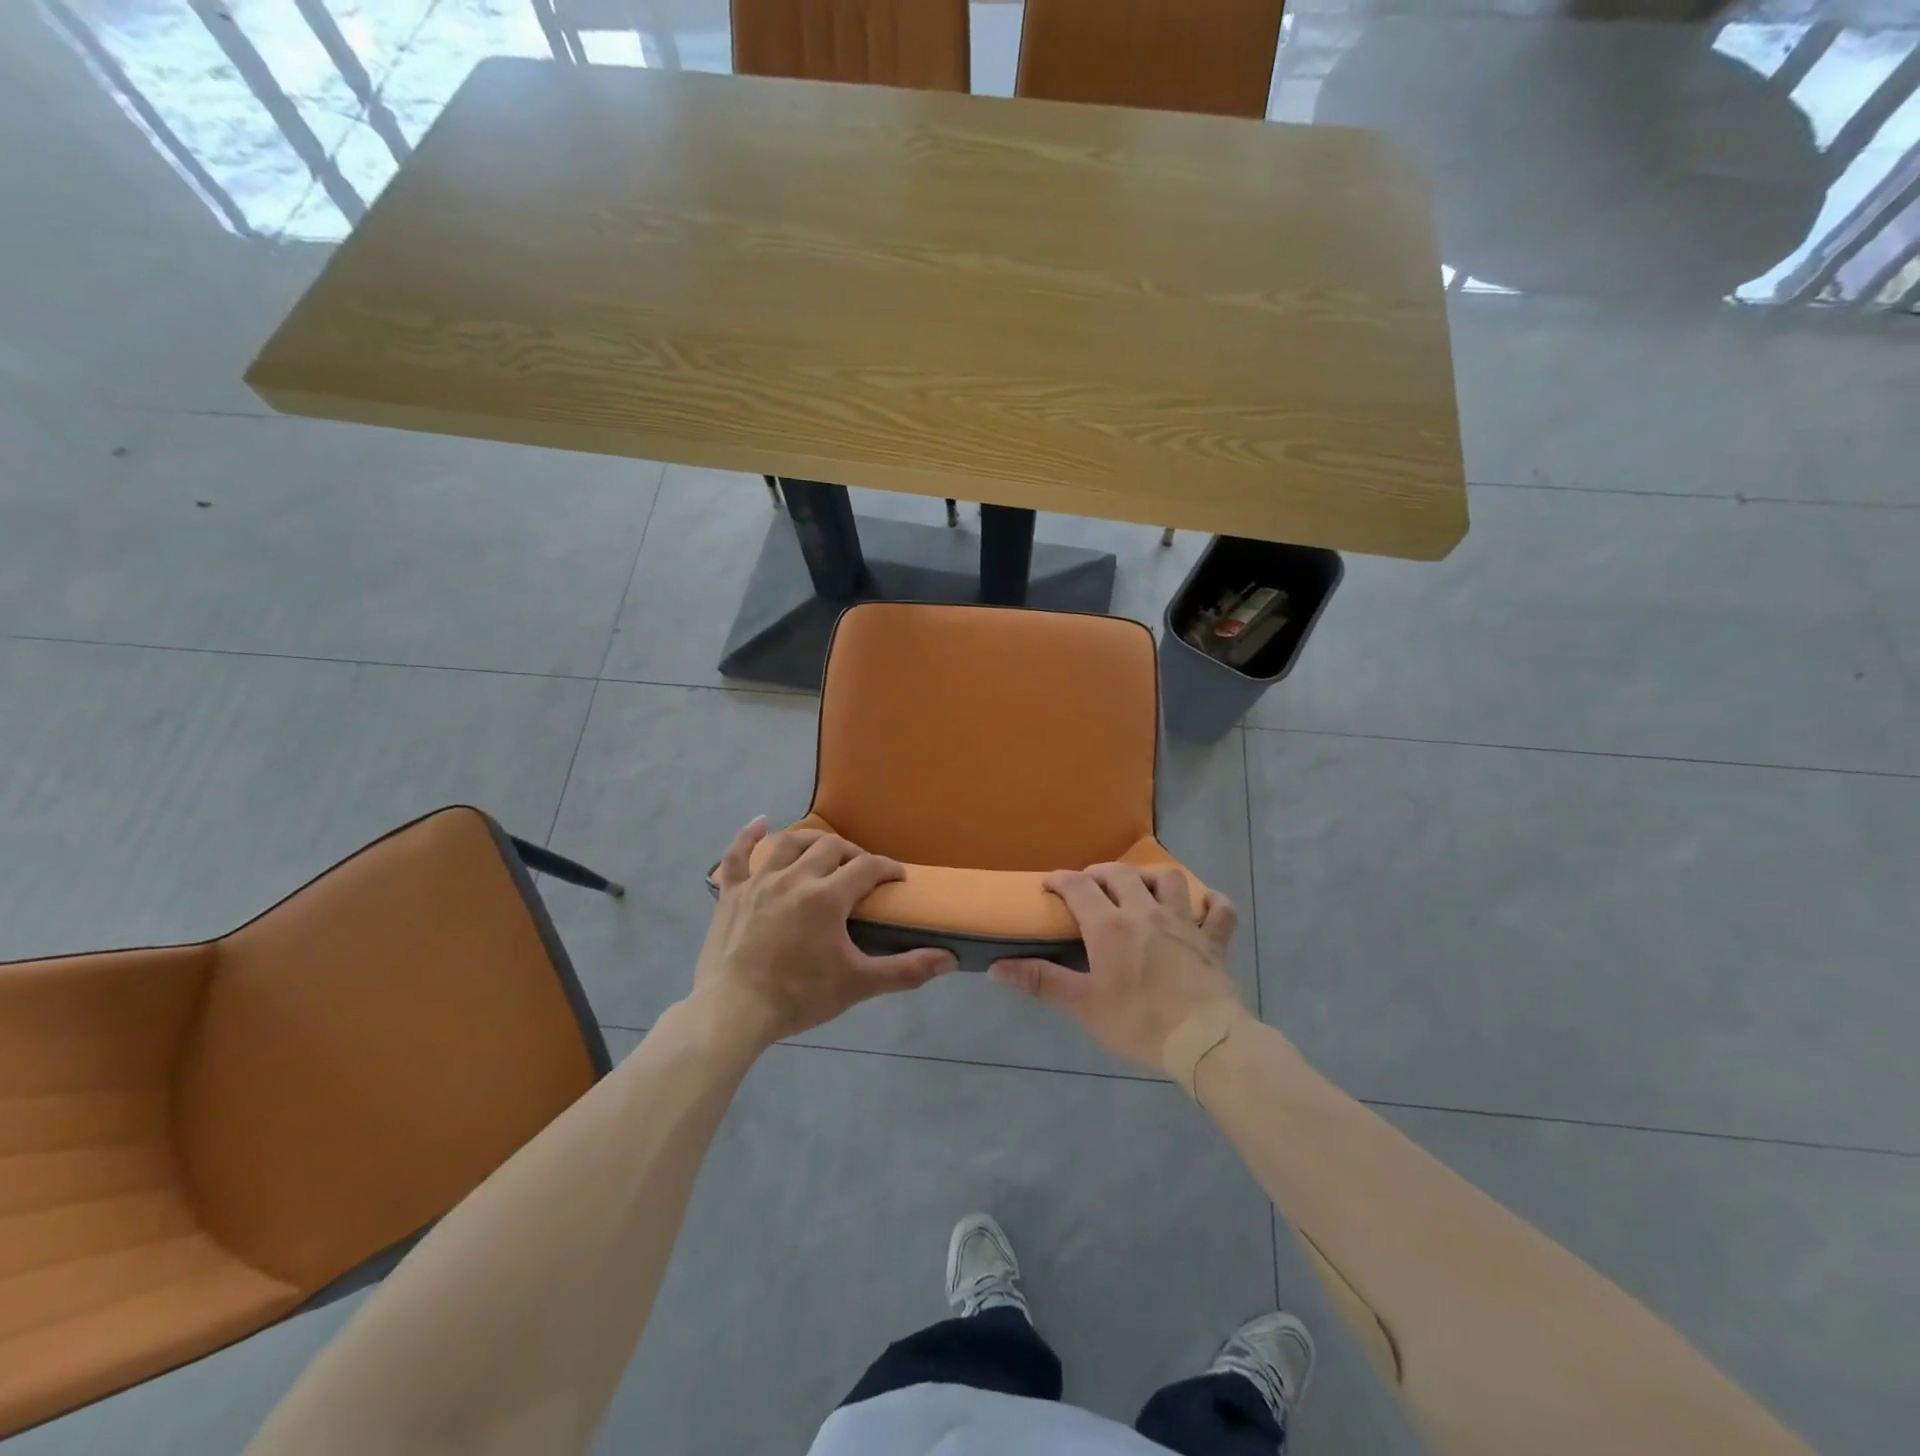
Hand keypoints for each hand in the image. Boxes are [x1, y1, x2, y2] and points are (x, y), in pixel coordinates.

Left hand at [691, 818, 954, 1048]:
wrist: (734, 1011)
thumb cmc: (799, 996)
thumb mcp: (857, 984)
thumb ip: (905, 970)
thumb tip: (948, 960)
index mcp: (827, 896)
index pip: (867, 867)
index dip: (888, 868)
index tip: (898, 879)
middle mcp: (794, 877)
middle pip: (831, 847)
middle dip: (853, 854)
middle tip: (862, 872)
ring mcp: (759, 882)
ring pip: (789, 843)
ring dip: (812, 841)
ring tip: (825, 850)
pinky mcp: (731, 893)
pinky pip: (737, 856)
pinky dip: (748, 837)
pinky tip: (760, 822)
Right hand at [989, 864, 1242, 1073]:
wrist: (1205, 1040)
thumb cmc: (1139, 1022)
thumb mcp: (1084, 1006)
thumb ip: (1041, 981)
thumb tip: (995, 968)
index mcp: (1110, 926)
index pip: (1079, 886)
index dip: (1060, 880)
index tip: (1049, 885)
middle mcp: (1146, 912)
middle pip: (1120, 874)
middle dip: (1099, 873)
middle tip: (1088, 886)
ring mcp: (1184, 922)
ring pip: (1168, 878)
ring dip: (1150, 876)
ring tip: (1140, 887)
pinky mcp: (1214, 940)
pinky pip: (1219, 910)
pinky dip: (1211, 903)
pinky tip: (1201, 906)